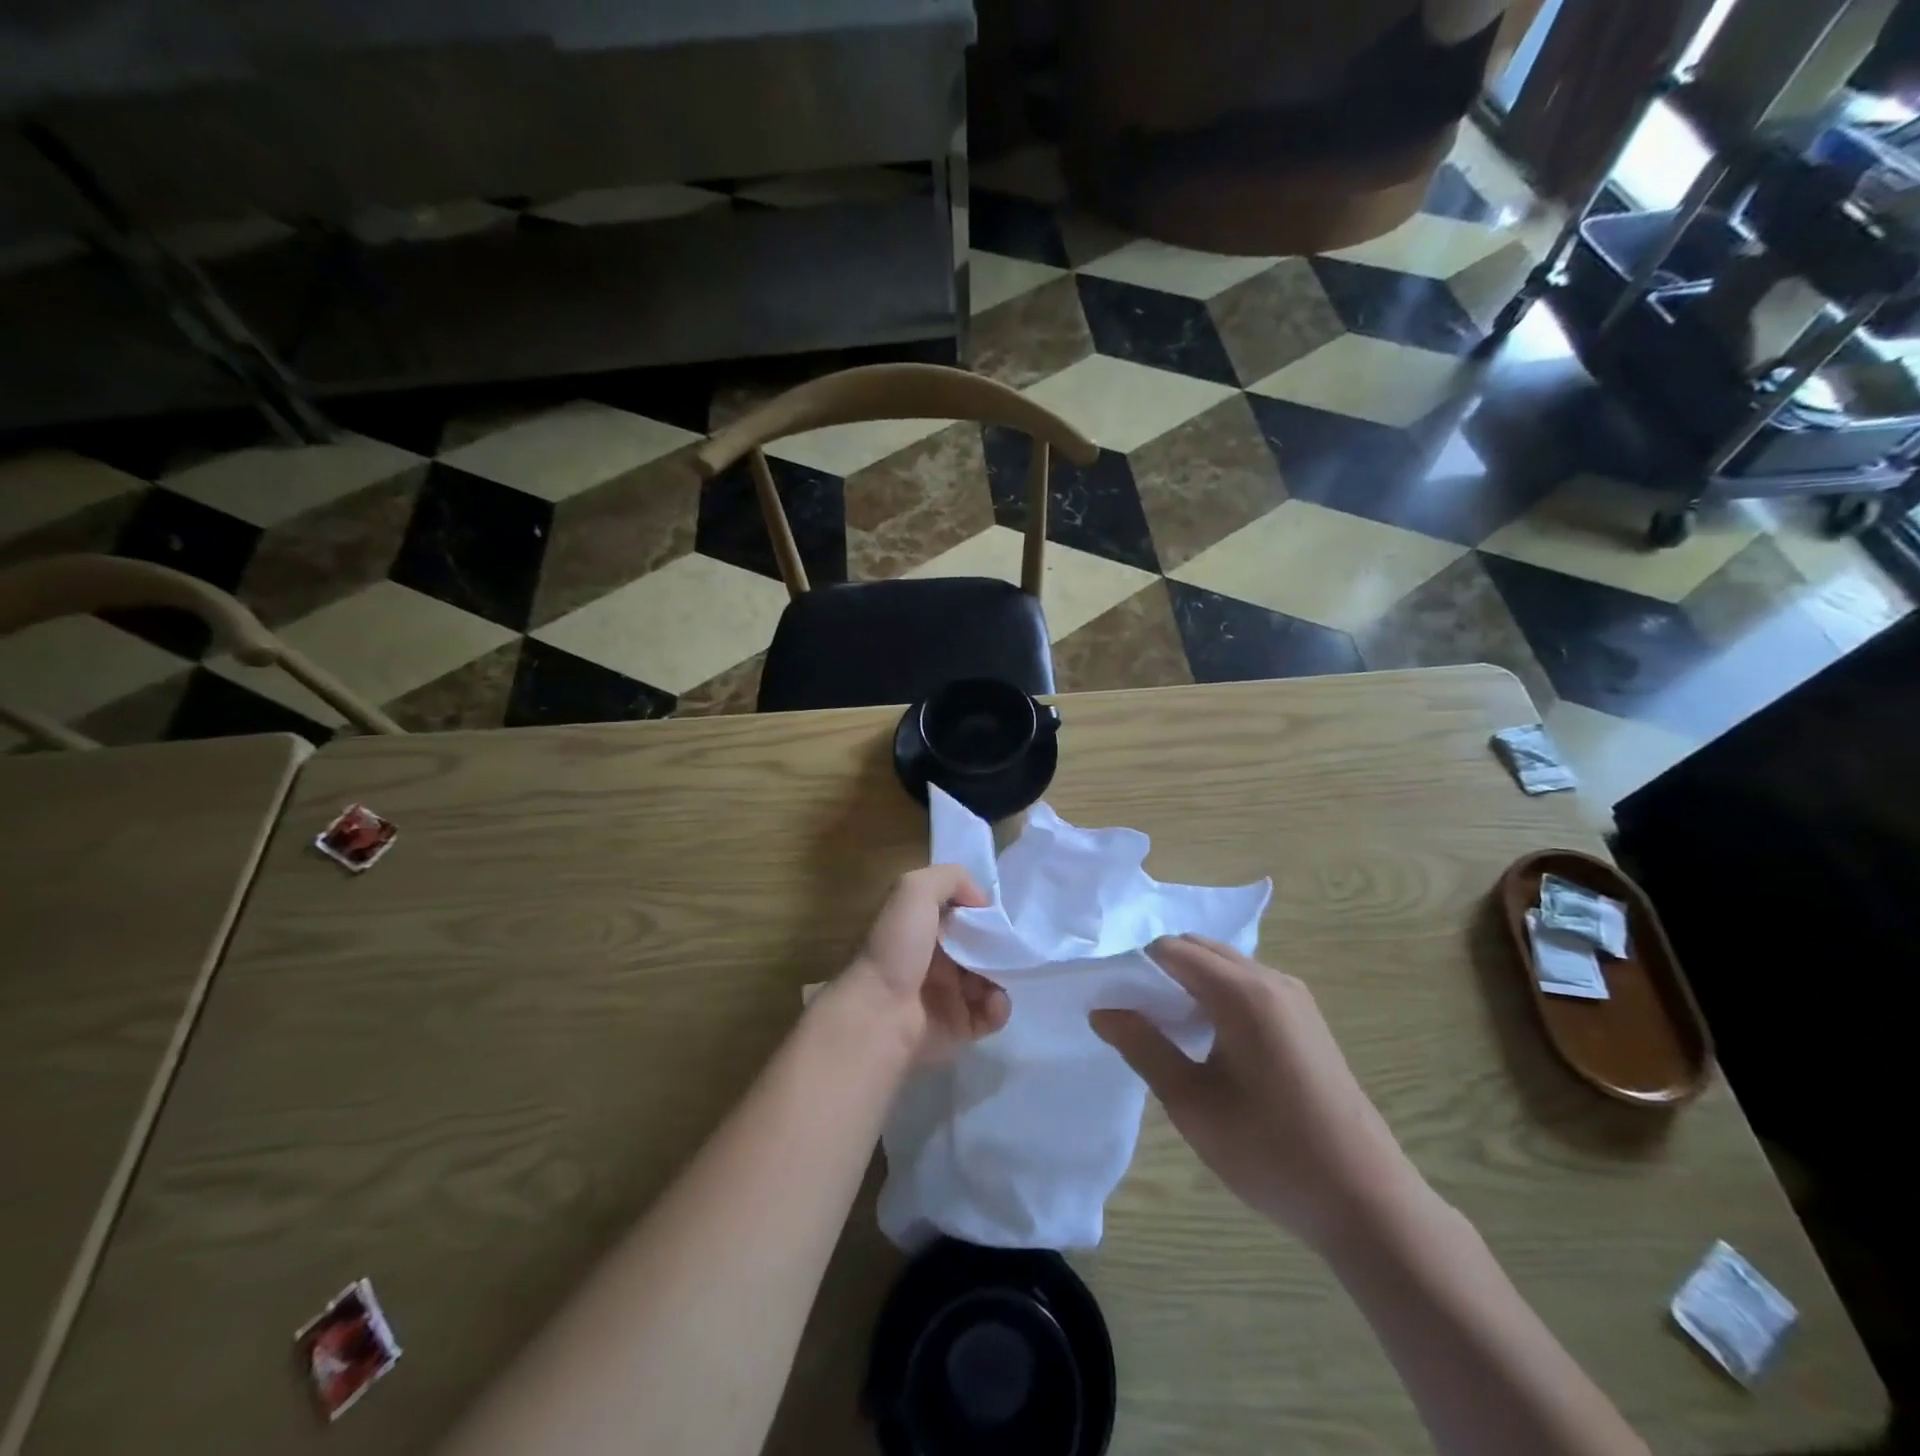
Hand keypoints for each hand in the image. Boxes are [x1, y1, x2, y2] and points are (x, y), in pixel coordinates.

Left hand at [832, 865, 1009, 1064]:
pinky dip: (999, 1006)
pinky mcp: (959, 1027)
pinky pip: (991, 1013)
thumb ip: (951, 878)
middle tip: (1009, 944)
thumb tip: (982, 900)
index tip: (998, 911)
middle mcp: (933, 959)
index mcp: (920, 927)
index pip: (960, 912)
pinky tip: (993, 1000)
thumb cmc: (896, 948)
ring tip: (999, 974)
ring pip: (990, 978)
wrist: (880, 1014)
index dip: (980, 909)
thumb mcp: (915, 890)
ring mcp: (947, 994)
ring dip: (1002, 974)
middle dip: (997, 943)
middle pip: (979, 945)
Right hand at [1091, 935, 1423, 1250]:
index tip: (1116, 1004)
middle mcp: (1271, 979)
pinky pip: (1248, 984)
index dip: (1136, 969)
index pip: (1170, 950)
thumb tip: (1101, 1010)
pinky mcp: (1306, 1018)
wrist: (1367, 1201)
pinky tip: (1213, 1044)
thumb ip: (1143, 1047)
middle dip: (1161, 971)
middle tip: (1138, 1019)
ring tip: (1171, 1034)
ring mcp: (1295, 997)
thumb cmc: (1270, 1152)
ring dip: (1190, 983)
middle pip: (1199, 949)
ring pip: (1224, 965)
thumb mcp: (1192, 1103)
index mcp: (1242, 992)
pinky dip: (1218, 995)